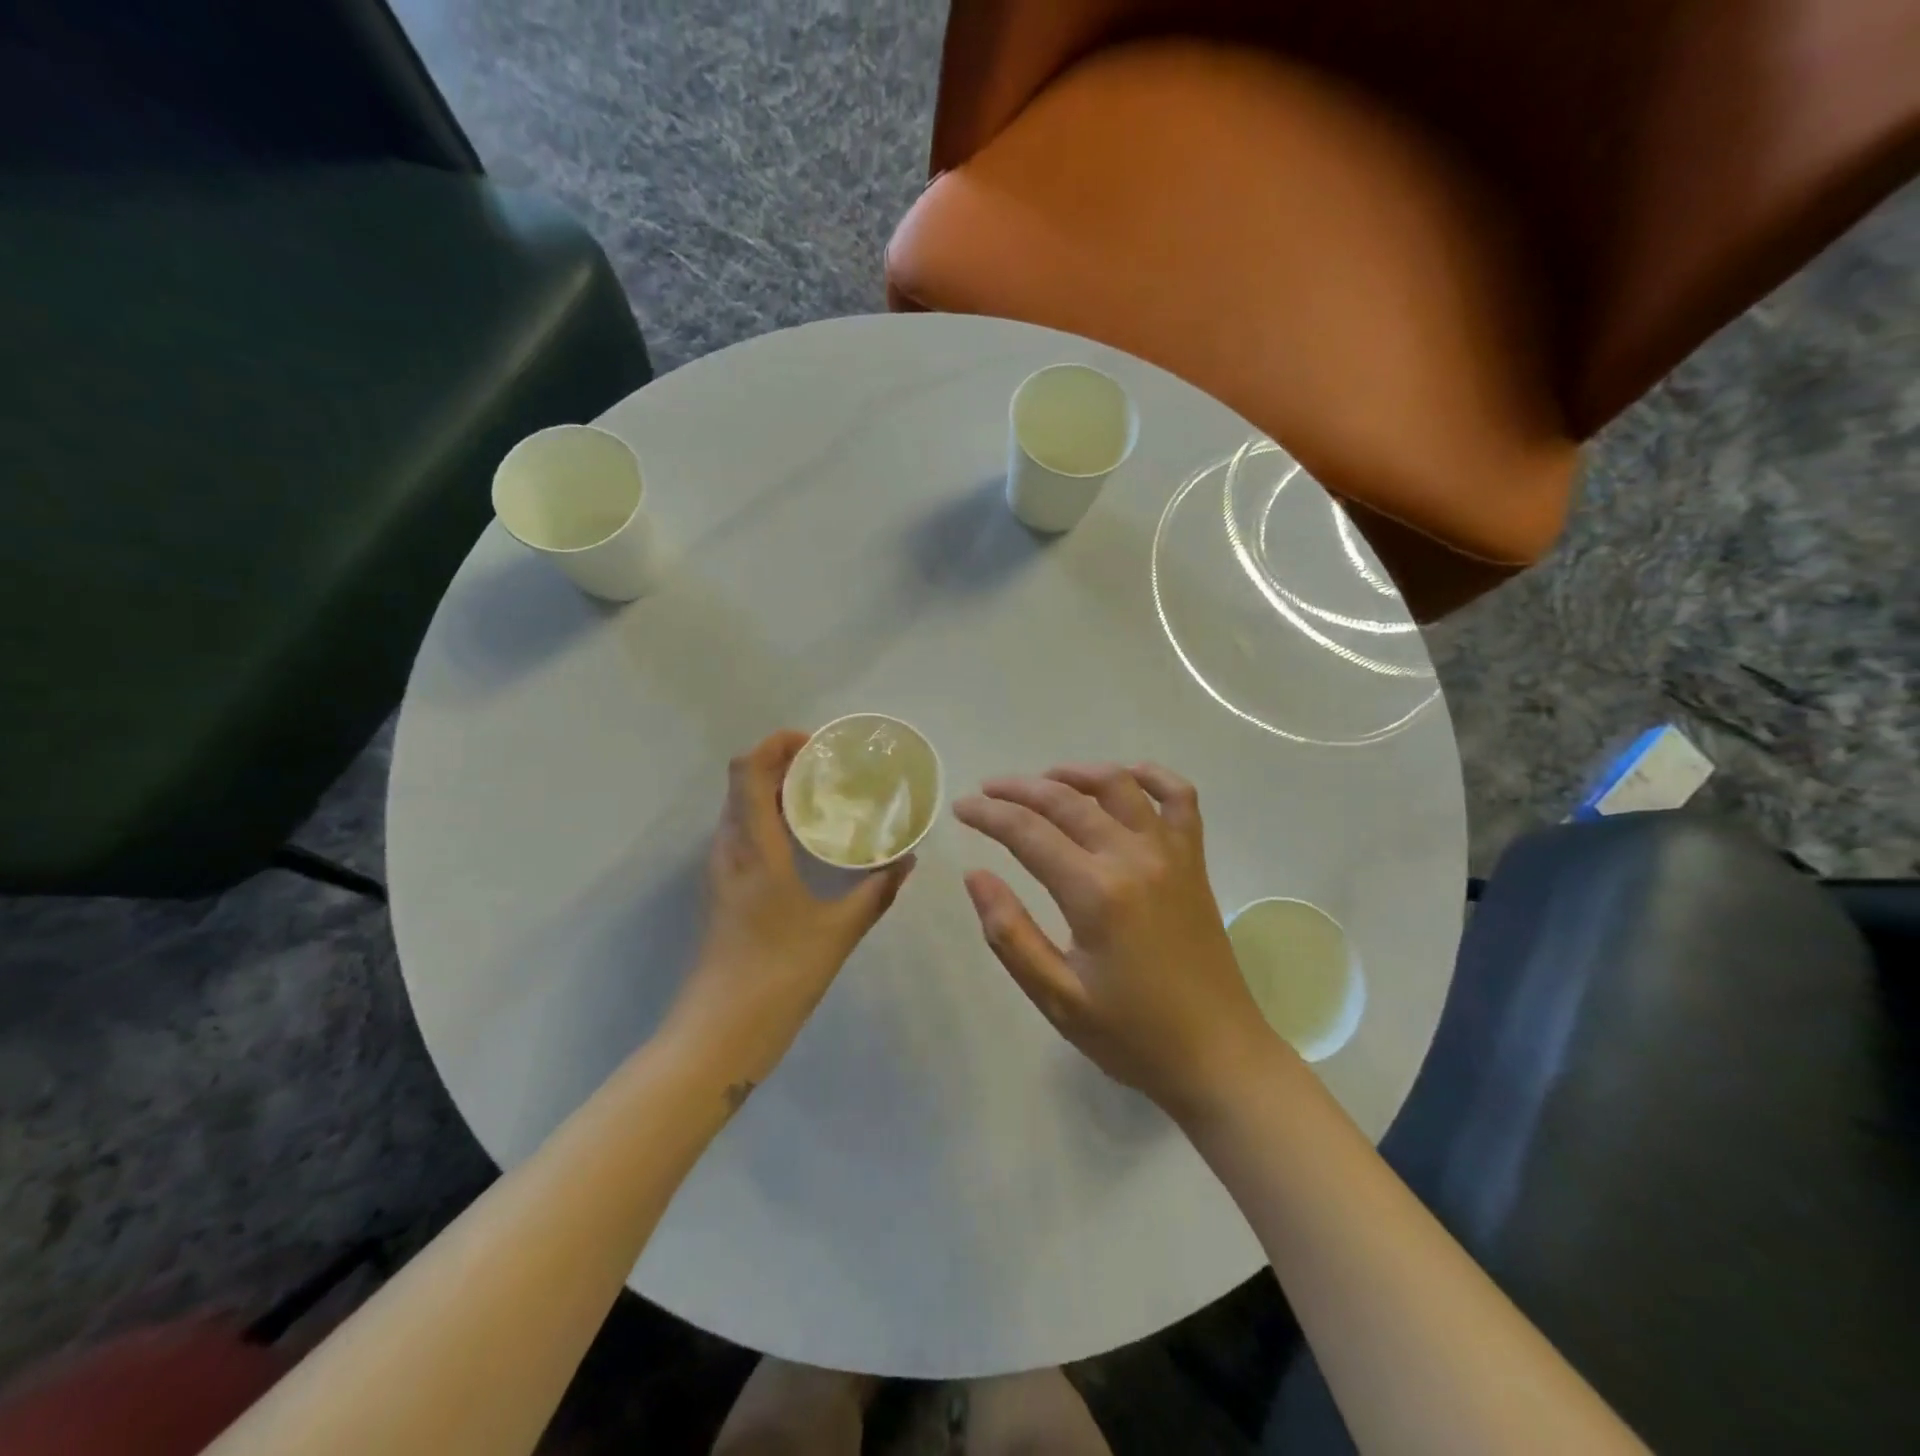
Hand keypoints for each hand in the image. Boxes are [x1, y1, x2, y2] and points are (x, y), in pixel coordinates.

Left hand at [665, 730, 914, 1088]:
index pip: (749, 769)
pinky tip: (806, 841)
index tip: (818, 745)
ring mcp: (721, 869)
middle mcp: (729, 848)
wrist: (720, 1032)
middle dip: (784, 762)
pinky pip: (743, 833)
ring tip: (824, 797)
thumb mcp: (839, 931)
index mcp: (754, 848)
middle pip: (744, 781)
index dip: (778, 744)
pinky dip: (770, 818)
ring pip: (740, 807)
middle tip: (832, 768)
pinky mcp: (722, 889)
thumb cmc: (779, 975)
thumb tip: (907, 859)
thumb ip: (877, 891)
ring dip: (776, 790)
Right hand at [954, 762, 1279, 1119]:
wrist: (1217, 1055)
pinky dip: (1151, 776)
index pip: (1028, 832)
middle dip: (1019, 789)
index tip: (961, 808)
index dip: (989, 815)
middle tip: (987, 791)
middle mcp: (1134, 858)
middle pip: (1067, 800)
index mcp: (1096, 893)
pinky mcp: (1194, 861)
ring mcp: (1171, 853)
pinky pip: (1179, 797)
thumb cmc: (1131, 1034)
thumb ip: (1010, 934)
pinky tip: (1125, 778)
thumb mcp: (1057, 997)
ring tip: (1043, 780)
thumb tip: (975, 875)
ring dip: (1076, 773)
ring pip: (1119, 785)